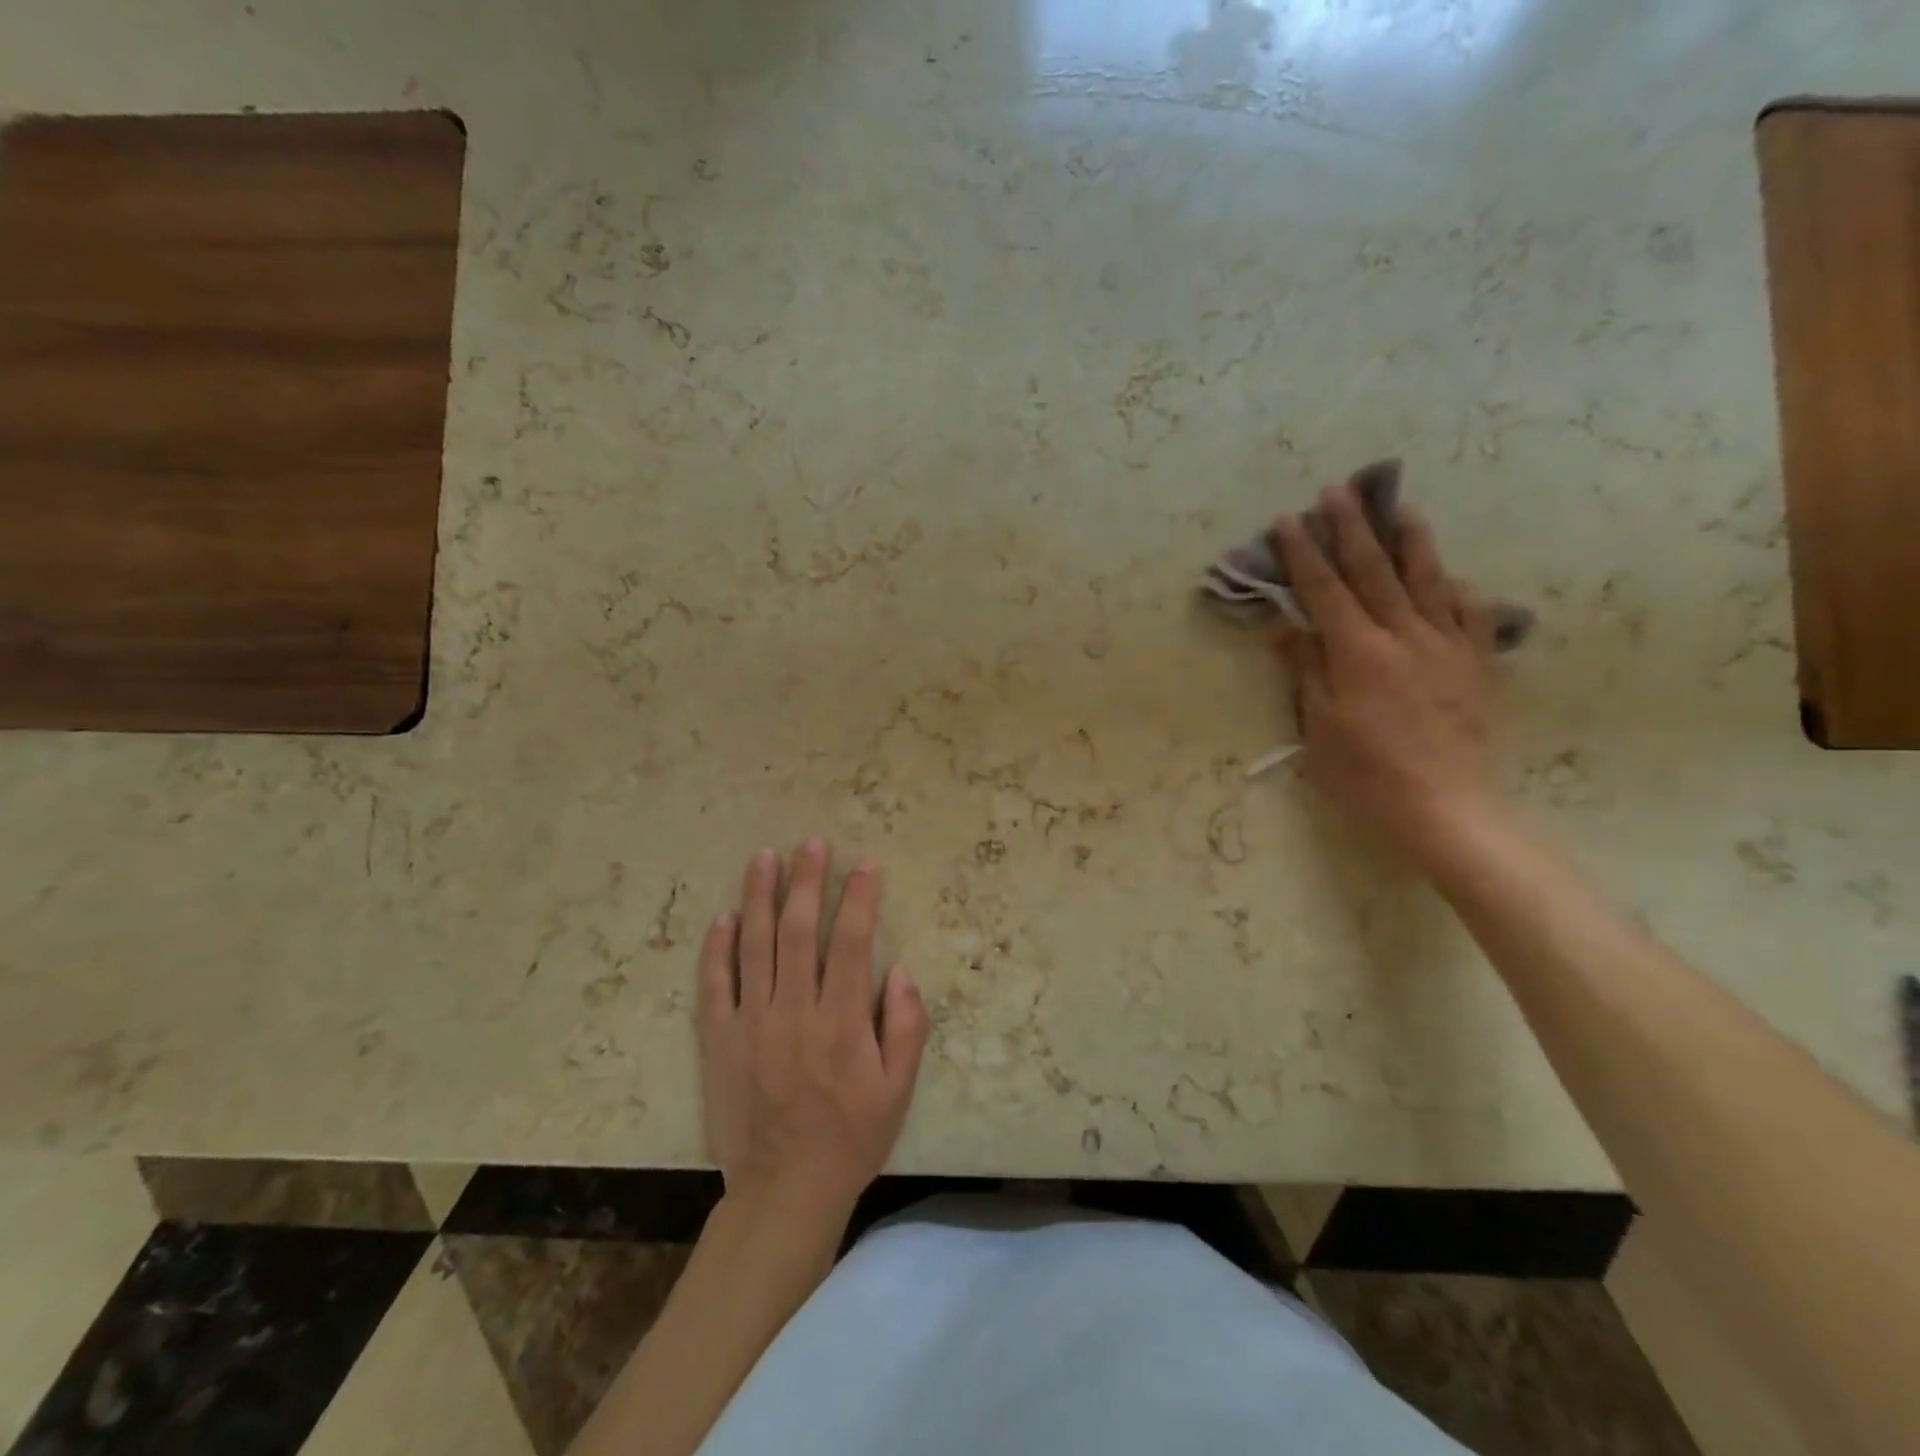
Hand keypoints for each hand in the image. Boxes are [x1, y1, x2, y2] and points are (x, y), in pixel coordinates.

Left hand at [697, 839, 929, 1224]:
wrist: (785, 1189)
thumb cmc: (851, 1136)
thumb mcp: (898, 1089)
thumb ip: (907, 1027)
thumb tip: (901, 970)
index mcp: (842, 1020)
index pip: (852, 942)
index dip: (860, 899)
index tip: (865, 865)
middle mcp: (795, 1010)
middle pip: (799, 931)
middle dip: (807, 881)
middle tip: (811, 842)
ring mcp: (752, 1023)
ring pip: (755, 946)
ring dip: (760, 897)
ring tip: (764, 858)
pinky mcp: (720, 1040)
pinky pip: (716, 985)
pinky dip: (718, 948)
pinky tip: (724, 916)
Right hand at [1269, 482, 1503, 866]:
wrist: (1444, 807)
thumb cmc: (1364, 772)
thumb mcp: (1318, 725)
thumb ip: (1304, 667)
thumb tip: (1283, 623)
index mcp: (1358, 652)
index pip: (1324, 590)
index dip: (1303, 553)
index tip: (1287, 520)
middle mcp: (1404, 636)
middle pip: (1374, 571)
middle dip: (1352, 528)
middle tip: (1338, 491)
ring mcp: (1447, 647)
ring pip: (1428, 581)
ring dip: (1410, 541)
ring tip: (1400, 508)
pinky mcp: (1476, 666)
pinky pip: (1471, 616)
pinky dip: (1458, 591)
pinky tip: (1452, 579)